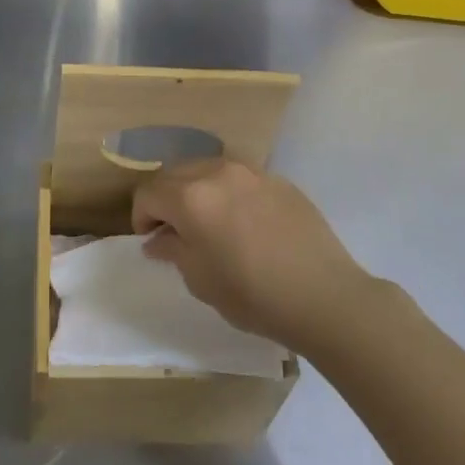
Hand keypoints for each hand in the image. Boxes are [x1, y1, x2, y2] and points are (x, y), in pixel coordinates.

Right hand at [131, 159, 371, 351]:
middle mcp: (218, 173)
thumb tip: (159, 238)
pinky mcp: (279, 180)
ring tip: (208, 221)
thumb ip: (174, 250)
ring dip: (196, 189)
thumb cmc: (252, 294)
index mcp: (191, 197)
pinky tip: (243, 221)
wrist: (323, 295)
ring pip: (208, 168)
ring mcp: (253, 172)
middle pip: (175, 173)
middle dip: (166, 198)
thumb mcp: (200, 280)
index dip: (142, 216)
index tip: (150, 239)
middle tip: (173, 229)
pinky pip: (240, 177)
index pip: (149, 192)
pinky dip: (228, 192)